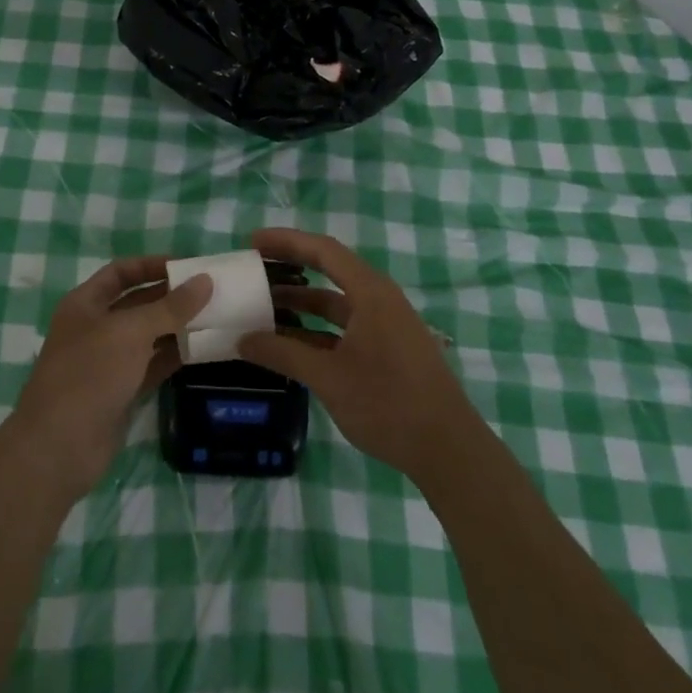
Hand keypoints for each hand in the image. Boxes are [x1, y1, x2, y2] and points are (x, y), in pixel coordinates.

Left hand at [7, 257, 210, 500]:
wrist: (59, 447)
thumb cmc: (89, 374)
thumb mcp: (131, 332)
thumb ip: (170, 307)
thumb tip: (205, 281)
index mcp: (85, 304)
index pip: (121, 272)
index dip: (151, 265)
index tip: (187, 266)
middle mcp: (95, 328)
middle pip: (137, 303)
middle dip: (170, 297)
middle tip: (211, 292)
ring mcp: (108, 362)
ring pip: (147, 336)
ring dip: (176, 327)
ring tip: (215, 318)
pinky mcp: (121, 391)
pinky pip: (152, 365)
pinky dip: (174, 357)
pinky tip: (203, 350)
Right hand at [238, 228, 481, 481]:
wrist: (449, 451)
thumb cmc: (389, 404)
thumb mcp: (328, 378)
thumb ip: (283, 354)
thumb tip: (242, 340)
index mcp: (371, 293)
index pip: (323, 250)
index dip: (286, 241)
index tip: (252, 241)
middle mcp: (380, 300)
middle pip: (330, 270)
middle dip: (291, 266)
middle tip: (254, 269)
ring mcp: (386, 325)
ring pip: (336, 302)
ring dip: (302, 303)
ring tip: (263, 305)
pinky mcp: (388, 349)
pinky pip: (345, 325)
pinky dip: (317, 329)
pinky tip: (290, 342)